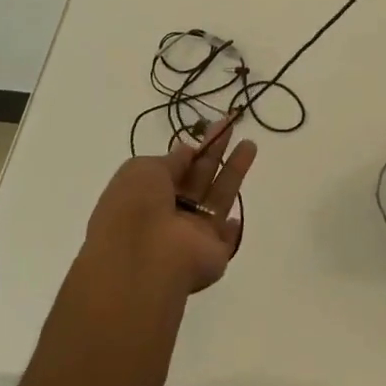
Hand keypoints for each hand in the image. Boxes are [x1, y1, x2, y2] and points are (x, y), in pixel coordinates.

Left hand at [84, 117, 258, 295]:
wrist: (145, 259)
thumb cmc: (136, 207)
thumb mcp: (142, 169)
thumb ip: (169, 160)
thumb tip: (186, 151)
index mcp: (146, 193)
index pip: (174, 167)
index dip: (193, 148)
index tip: (211, 128)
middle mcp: (168, 213)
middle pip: (198, 178)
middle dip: (215, 152)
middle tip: (232, 126)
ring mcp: (190, 235)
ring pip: (216, 198)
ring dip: (233, 172)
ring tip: (250, 144)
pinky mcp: (213, 254)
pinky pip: (224, 239)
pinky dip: (232, 230)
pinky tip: (236, 217)